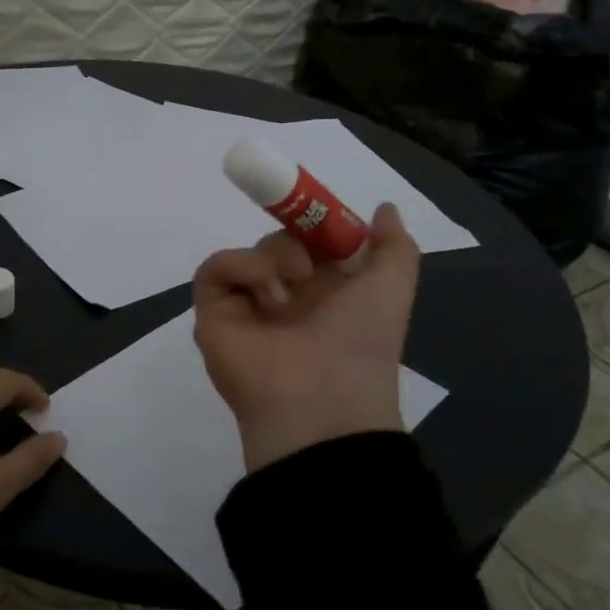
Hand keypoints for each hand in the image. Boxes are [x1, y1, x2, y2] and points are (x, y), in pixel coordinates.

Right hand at [193, 203, 421, 472]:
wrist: (320, 400)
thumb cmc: (360, 342)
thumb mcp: (393, 288)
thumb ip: (395, 246)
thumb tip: (385, 208)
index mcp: (326, 292)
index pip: (313, 242)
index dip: (317, 223)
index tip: (323, 214)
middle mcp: (286, 298)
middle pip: (279, 241)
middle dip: (296, 241)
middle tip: (308, 264)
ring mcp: (247, 306)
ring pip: (250, 251)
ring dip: (272, 257)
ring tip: (289, 288)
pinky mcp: (213, 313)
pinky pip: (214, 269)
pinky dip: (239, 266)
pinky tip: (265, 291)